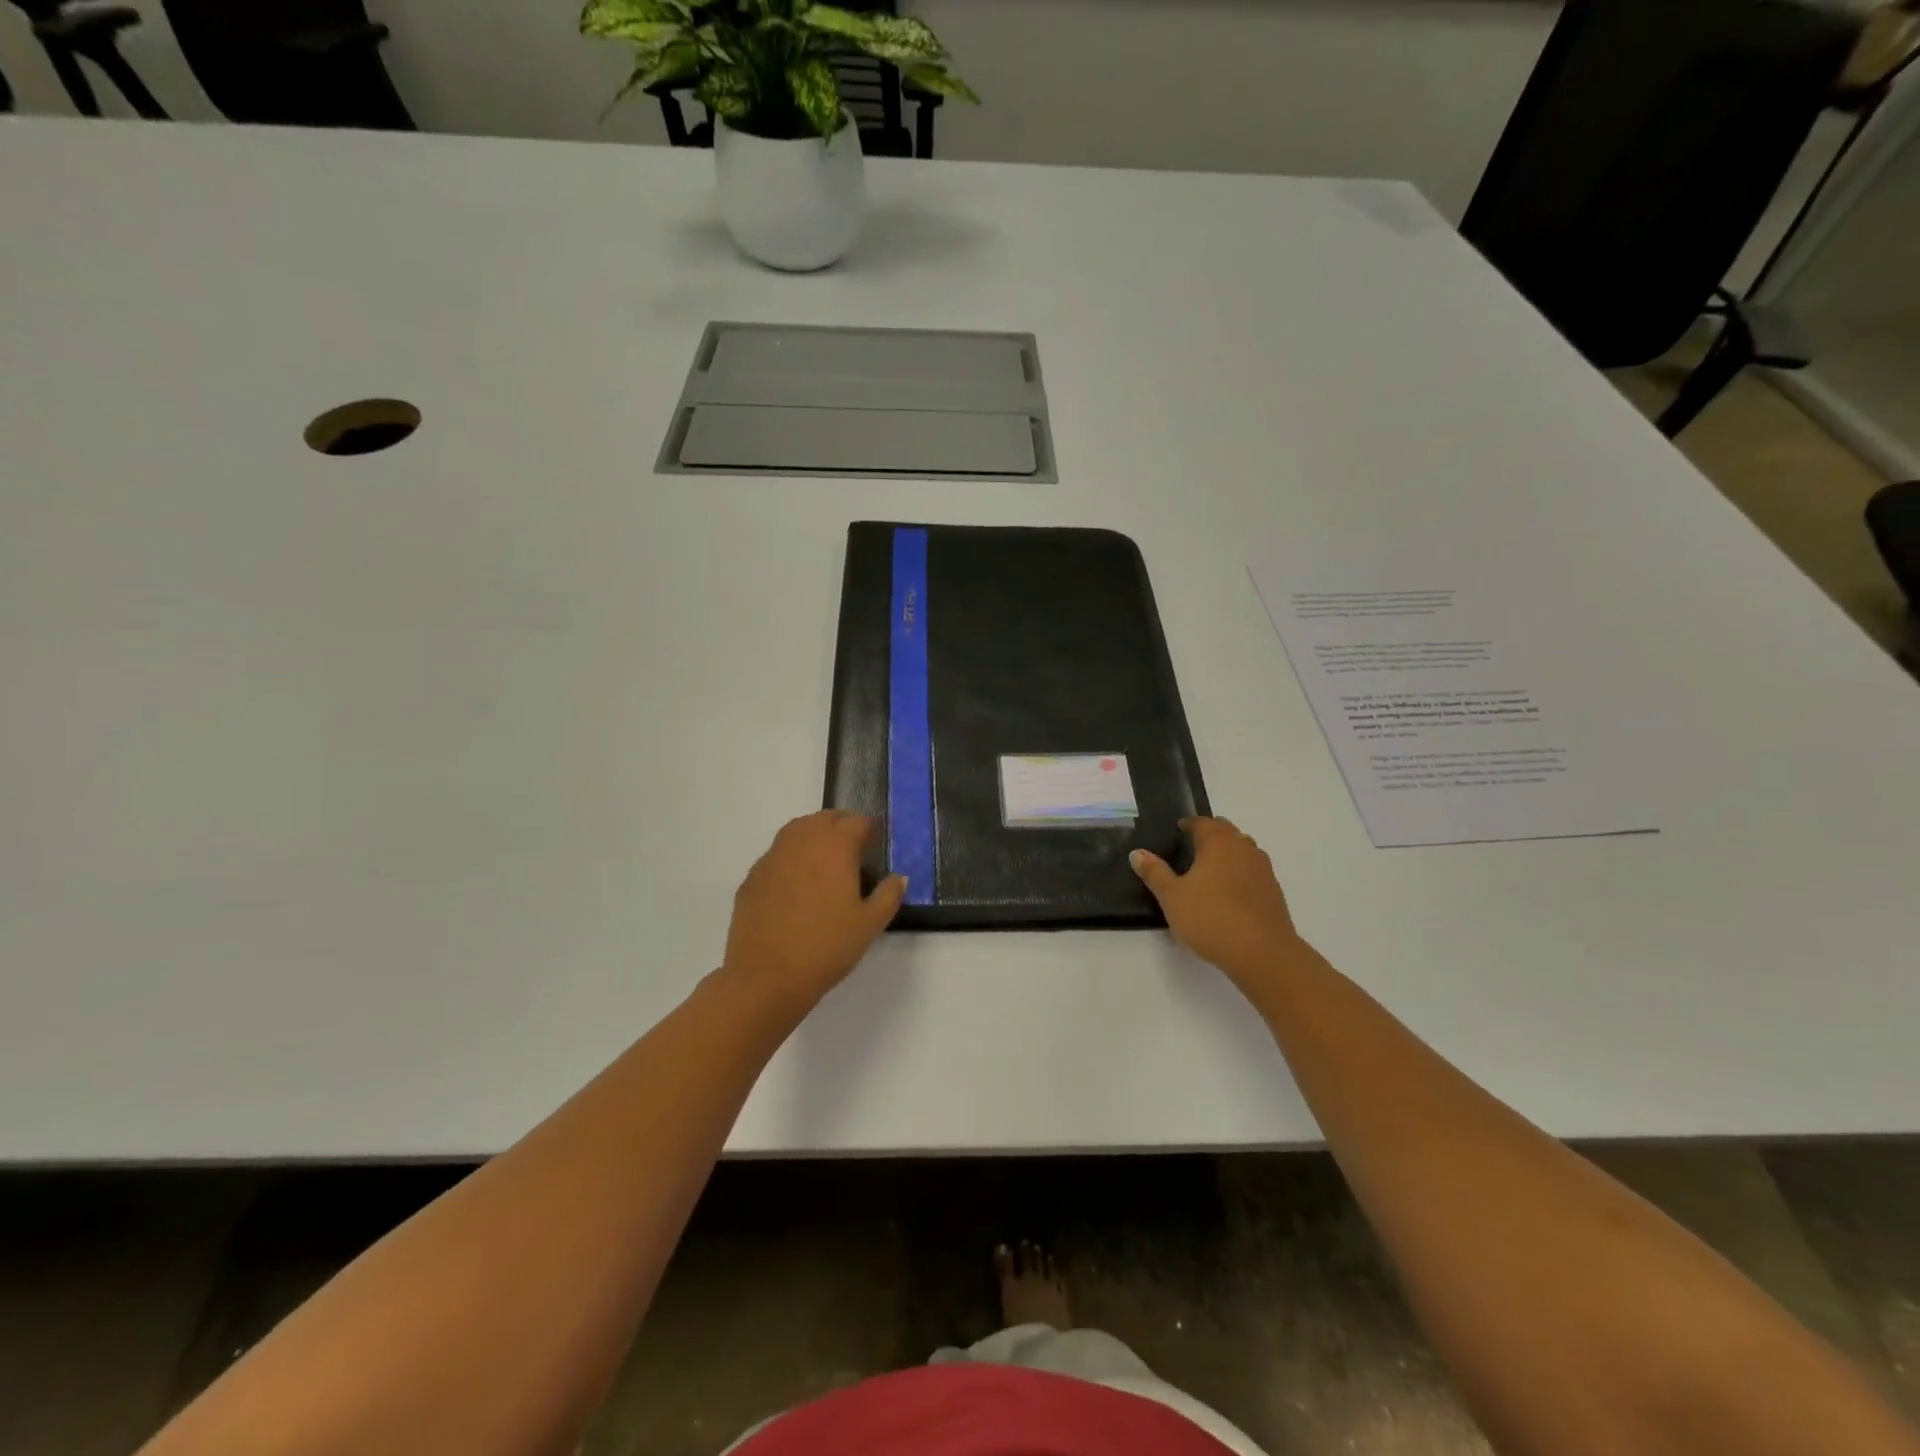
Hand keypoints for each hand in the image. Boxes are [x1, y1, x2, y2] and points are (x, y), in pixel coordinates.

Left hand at [721, 811, 906, 1019]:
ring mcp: (772, 857)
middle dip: (841, 826)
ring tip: (825, 860)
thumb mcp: (870, 925)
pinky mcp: (752, 877)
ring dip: (814, 836)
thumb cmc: (826, 947)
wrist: (766, 977)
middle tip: (853, 849)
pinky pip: (776, 855)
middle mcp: (802, 842)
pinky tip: (795, 885)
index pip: (856, 822)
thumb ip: (888, 895)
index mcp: (835, 847)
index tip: (875, 846)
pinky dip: (790, 858)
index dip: (869, 831)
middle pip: (824, 819)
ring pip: (796, 830)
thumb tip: (899, 878)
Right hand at [1131, 817, 1306, 989]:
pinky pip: (1253, 869)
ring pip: (1243, 848)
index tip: (1177, 831)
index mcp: (1217, 843)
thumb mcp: (1172, 897)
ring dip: (1228, 851)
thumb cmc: (1211, 919)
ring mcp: (1263, 868)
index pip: (1202, 822)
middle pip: (1226, 830)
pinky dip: (1240, 871)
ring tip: (1210, 868)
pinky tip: (1230, 892)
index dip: (1188, 824)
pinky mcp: (1274, 890)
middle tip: (1191, 847)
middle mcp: (1243, 848)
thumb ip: (1154, 873)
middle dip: (1209, 834)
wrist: (1263, 953)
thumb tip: (1137, 853)